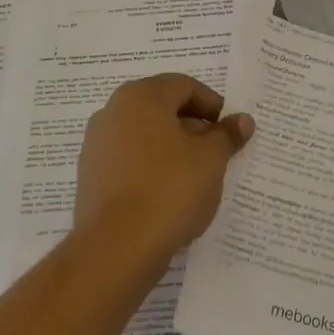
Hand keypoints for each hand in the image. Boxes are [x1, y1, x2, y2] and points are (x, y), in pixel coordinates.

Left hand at [73, 74, 254, 271]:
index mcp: (141, 96)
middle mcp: (113, 111)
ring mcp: (97, 144)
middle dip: (192, 126)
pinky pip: (129, 160)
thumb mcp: (211, 159)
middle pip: (162, 108)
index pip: (184, 86)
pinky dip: (151, 167)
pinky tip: (168, 194)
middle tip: (216, 152)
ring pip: (144, 135)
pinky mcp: (91, 176)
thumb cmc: (169, 189)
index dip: (212, 105)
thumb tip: (242, 120)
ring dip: (172, 148)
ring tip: (195, 176)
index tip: (229, 130)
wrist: (116, 248)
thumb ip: (226, 135)